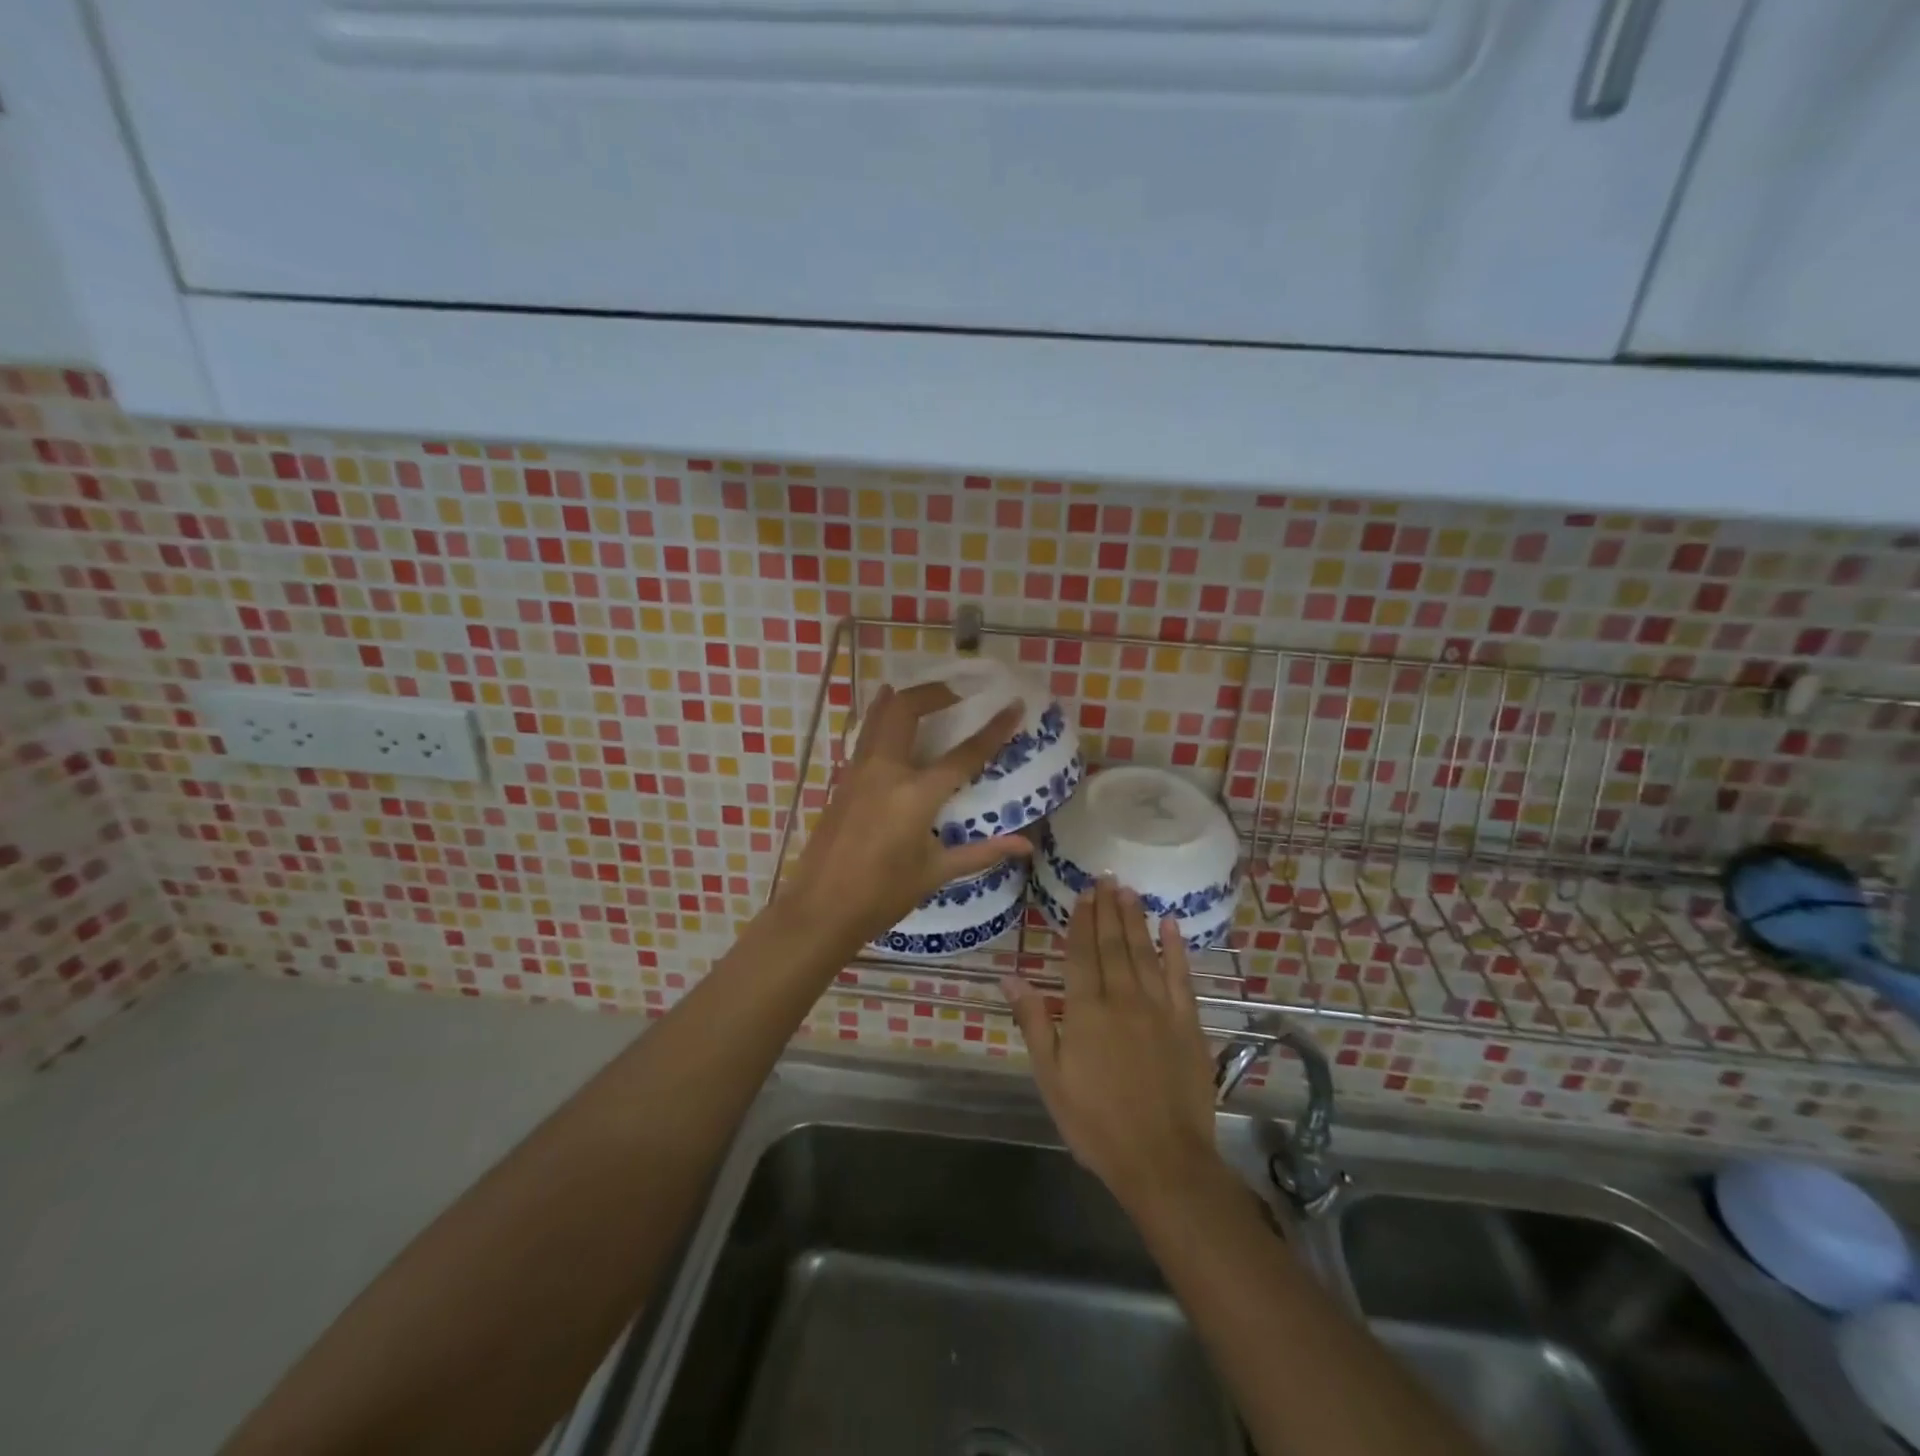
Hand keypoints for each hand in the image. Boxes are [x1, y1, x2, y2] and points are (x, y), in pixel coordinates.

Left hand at [779, 682, 1031, 956]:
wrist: (819, 910)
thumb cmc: (881, 896)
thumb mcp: (934, 874)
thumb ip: (981, 852)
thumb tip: (1025, 844)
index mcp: (915, 796)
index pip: (964, 754)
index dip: (994, 729)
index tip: (1013, 705)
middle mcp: (885, 772)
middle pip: (907, 710)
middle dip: (934, 692)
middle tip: (957, 694)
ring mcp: (858, 773)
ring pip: (879, 717)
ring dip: (903, 699)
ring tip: (926, 695)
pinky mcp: (841, 781)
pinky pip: (865, 737)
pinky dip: (881, 720)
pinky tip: (891, 724)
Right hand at [1002, 879, 1221, 1213]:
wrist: (1163, 1160)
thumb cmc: (1096, 1123)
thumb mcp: (1051, 1077)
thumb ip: (1034, 1022)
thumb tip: (1010, 977)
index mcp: (1085, 1010)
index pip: (1082, 953)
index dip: (1081, 920)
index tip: (1082, 893)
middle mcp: (1122, 998)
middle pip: (1113, 944)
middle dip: (1107, 909)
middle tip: (1105, 877)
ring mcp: (1159, 1008)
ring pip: (1144, 952)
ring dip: (1135, 919)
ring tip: (1128, 890)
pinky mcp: (1188, 1023)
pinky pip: (1181, 976)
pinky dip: (1176, 948)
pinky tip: (1171, 926)